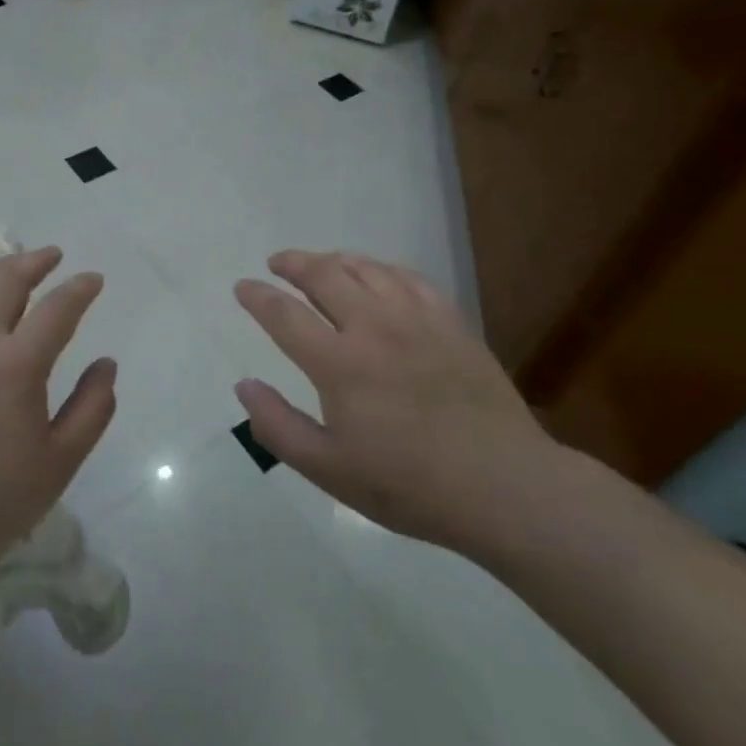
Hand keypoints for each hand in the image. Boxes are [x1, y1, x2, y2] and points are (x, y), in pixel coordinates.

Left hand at [0, 247, 114, 598]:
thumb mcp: (59, 463)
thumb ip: (92, 409)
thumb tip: (106, 364)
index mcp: (17, 365)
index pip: (58, 308)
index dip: (80, 289)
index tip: (93, 280)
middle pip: (8, 281)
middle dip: (36, 262)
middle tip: (53, 256)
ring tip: (12, 265)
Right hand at [233, 250, 557, 550]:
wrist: (503, 485)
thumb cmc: (408, 485)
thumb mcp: (329, 470)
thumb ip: (278, 426)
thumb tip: (244, 385)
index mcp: (338, 363)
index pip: (284, 314)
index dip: (257, 296)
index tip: (242, 287)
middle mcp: (373, 327)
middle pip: (324, 275)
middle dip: (293, 263)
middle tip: (277, 263)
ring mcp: (416, 319)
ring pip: (366, 269)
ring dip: (335, 260)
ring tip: (321, 263)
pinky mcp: (451, 323)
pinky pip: (410, 278)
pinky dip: (383, 269)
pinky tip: (378, 275)